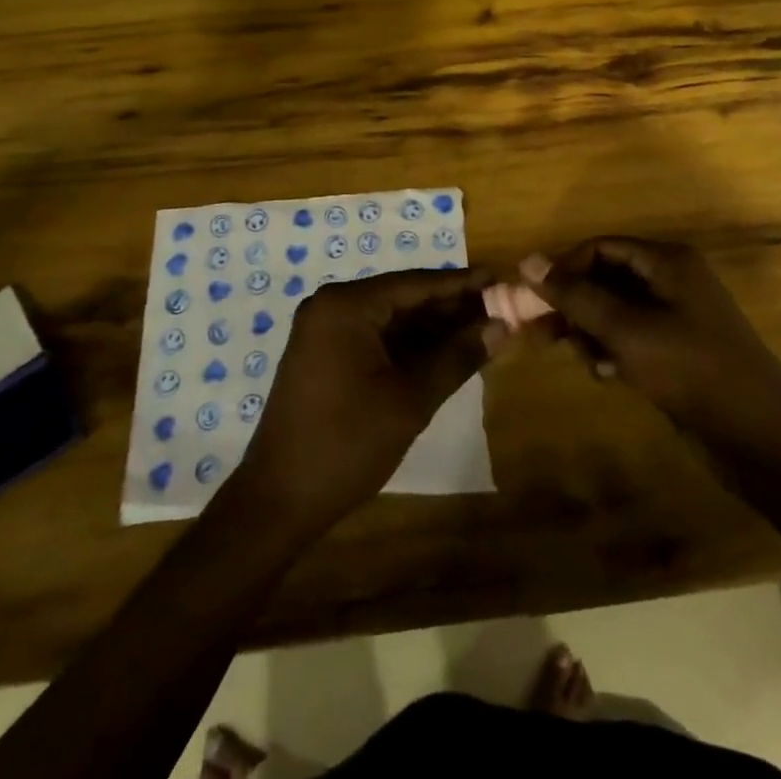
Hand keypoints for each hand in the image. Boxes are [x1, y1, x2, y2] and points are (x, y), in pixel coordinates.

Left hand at [234, 267, 489, 531]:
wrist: (278, 501)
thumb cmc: (346, 444)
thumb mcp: (410, 400)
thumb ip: (457, 357)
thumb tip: (502, 326)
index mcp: (346, 305)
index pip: (415, 284)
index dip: (462, 284)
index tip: (501, 279)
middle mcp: (332, 306)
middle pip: (403, 298)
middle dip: (450, 307)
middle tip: (500, 309)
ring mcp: (324, 331)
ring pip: (391, 320)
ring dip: (433, 328)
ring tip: (482, 329)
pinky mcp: (324, 356)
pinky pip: (375, 338)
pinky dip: (409, 346)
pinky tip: (445, 353)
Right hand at [538, 237, 780, 447]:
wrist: (761, 437)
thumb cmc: (690, 369)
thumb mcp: (626, 329)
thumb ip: (576, 296)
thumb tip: (528, 261)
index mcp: (667, 262)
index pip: (600, 247)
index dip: (565, 268)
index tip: (535, 299)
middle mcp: (672, 280)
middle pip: (606, 278)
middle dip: (575, 304)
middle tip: (542, 333)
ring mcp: (678, 317)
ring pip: (616, 311)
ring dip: (592, 331)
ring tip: (584, 359)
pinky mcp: (679, 350)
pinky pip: (632, 338)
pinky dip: (613, 350)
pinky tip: (607, 375)